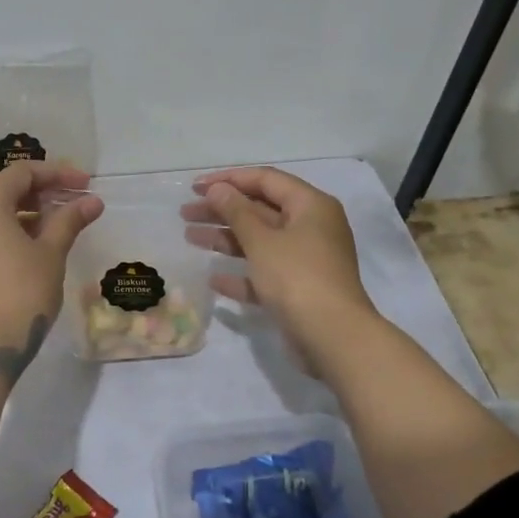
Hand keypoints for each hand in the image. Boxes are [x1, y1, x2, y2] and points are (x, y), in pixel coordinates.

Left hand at [0, 161, 101, 380]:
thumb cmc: (21, 293)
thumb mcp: (51, 254)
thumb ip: (69, 221)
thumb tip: (91, 201)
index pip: (22, 173)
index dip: (57, 174)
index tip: (85, 185)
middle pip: (5, 192)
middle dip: (42, 194)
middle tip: (74, 205)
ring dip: (27, 216)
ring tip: (58, 231)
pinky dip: (10, 235)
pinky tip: (33, 254)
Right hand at [185, 167, 376, 366]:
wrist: (333, 337)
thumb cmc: (297, 277)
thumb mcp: (262, 240)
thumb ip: (237, 212)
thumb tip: (218, 189)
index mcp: (310, 206)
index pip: (266, 180)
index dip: (229, 179)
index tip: (195, 188)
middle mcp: (311, 228)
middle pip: (260, 210)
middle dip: (222, 210)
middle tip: (185, 213)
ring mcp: (305, 261)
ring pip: (259, 242)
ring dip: (225, 239)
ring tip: (189, 237)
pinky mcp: (298, 290)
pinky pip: (264, 274)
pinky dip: (241, 274)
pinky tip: (213, 279)